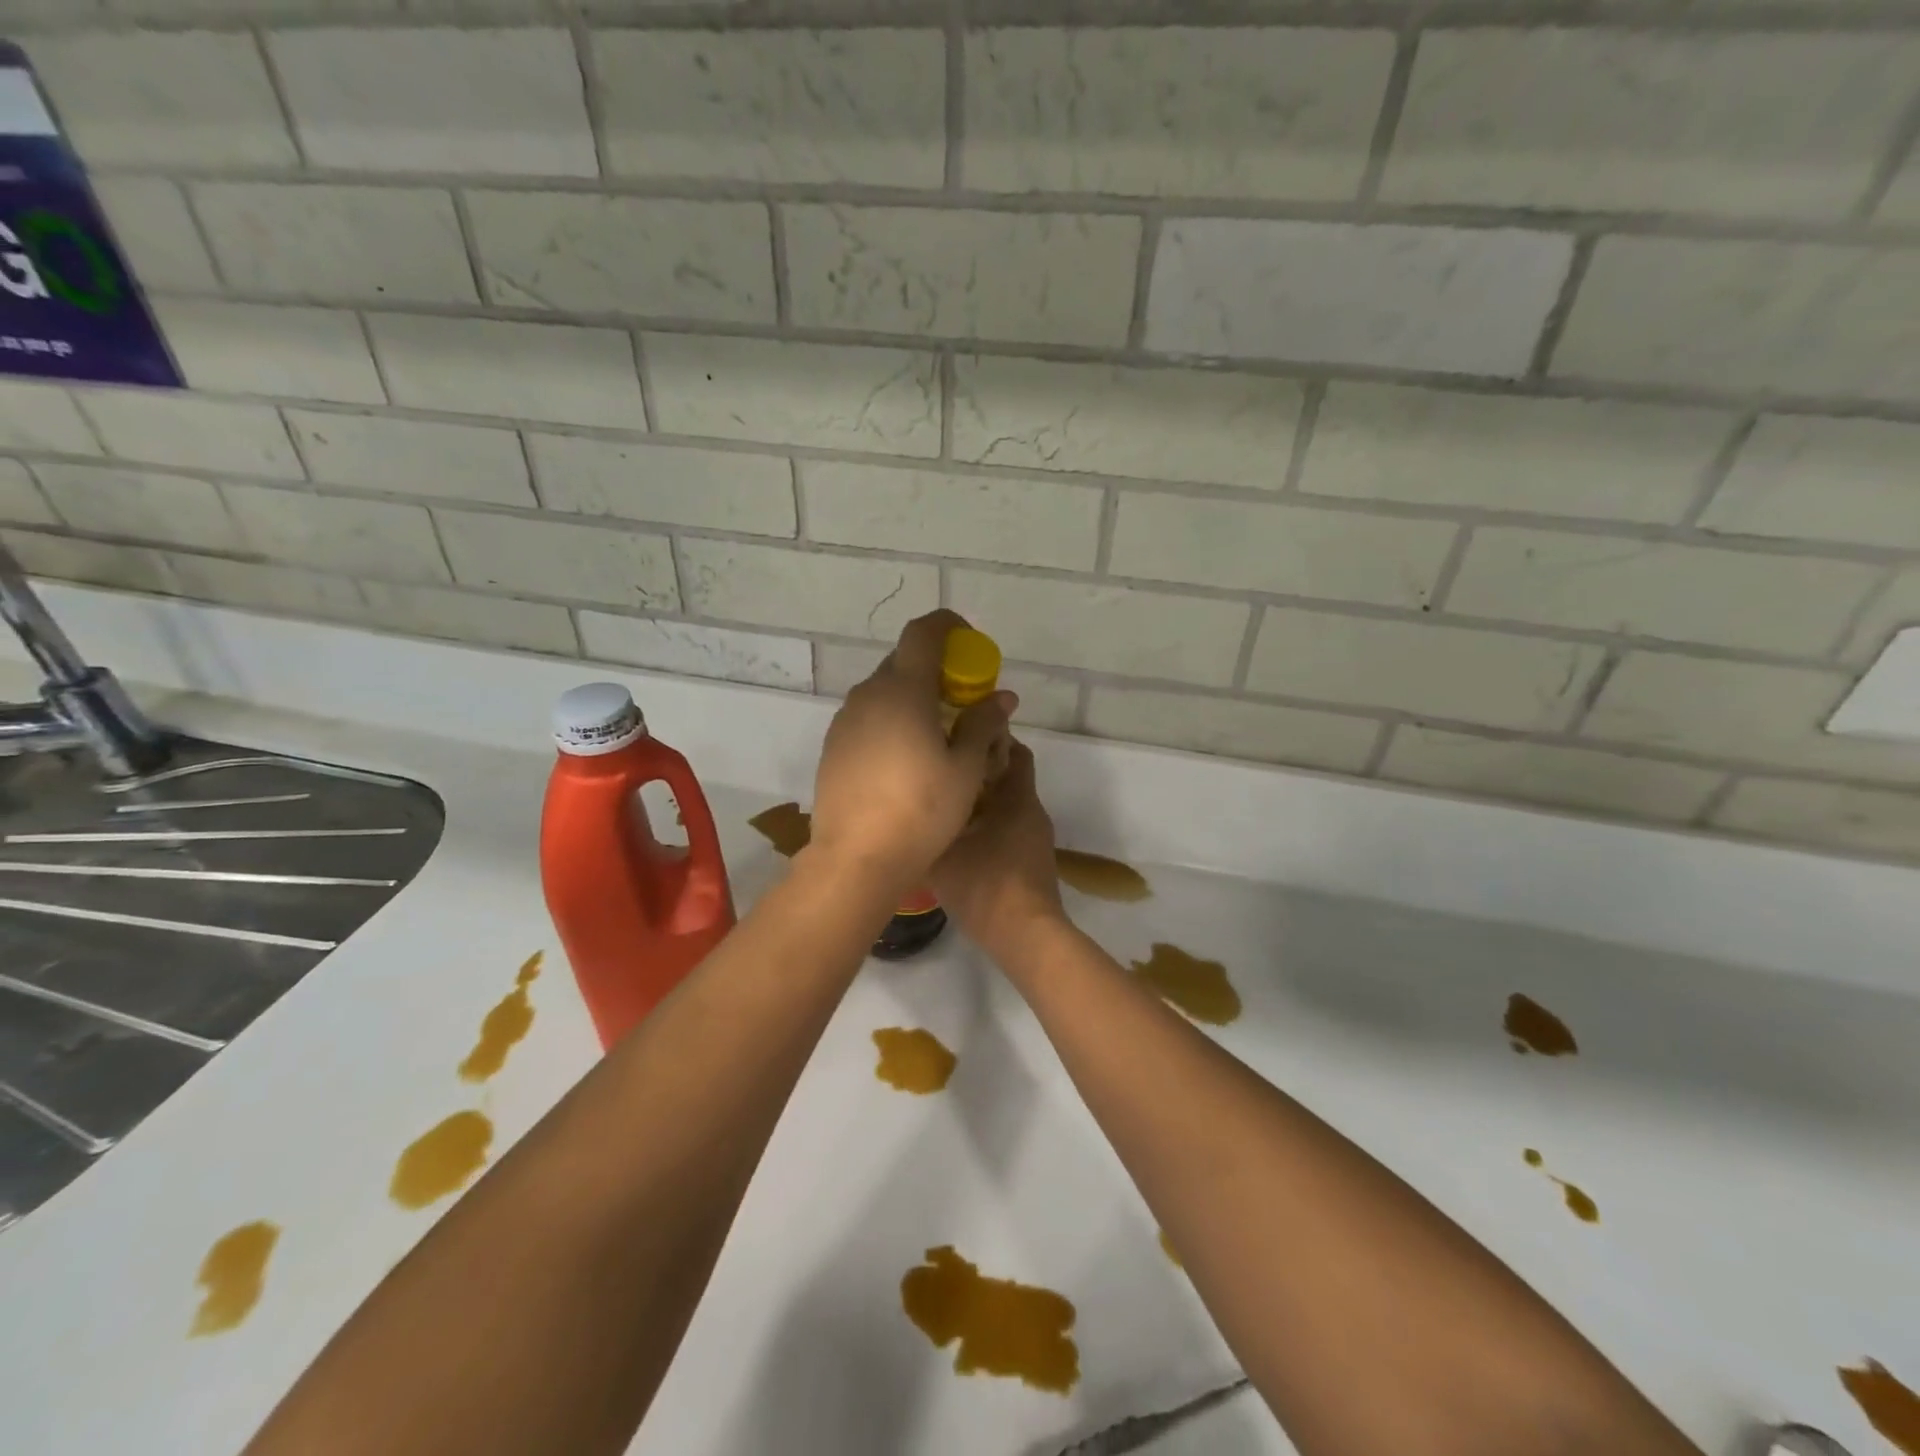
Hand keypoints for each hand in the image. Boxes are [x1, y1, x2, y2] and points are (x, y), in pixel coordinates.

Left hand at [808, 610, 1016, 896]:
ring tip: (939, 734)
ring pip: (885, 692)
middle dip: (937, 669)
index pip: (923, 633)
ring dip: (914, 697)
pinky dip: (893, 721)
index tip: (970, 642)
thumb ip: (982, 724)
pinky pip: (869, 718)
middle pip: (904, 662)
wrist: (856, 860)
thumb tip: (1000, 697)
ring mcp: (845, 721)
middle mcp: (868, 695)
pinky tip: (907, 759)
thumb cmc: (921, 811)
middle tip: (964, 700)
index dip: (949, 626)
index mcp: (903, 690)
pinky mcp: (833, 747)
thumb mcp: (965, 769)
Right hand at [929, 741, 1065, 963]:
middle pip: (1008, 776)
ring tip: (944, 802)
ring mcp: (1034, 838)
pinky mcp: (1031, 861)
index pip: (1014, 750)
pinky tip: (959, 838)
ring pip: (1007, 805)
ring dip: (982, 799)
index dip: (991, 737)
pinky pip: (1008, 829)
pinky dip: (987, 825)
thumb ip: (927, 826)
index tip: (959, 733)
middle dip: (979, 769)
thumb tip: (907, 809)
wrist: (1025, 936)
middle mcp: (1030, 811)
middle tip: (942, 768)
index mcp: (1016, 797)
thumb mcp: (942, 855)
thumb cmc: (985, 885)